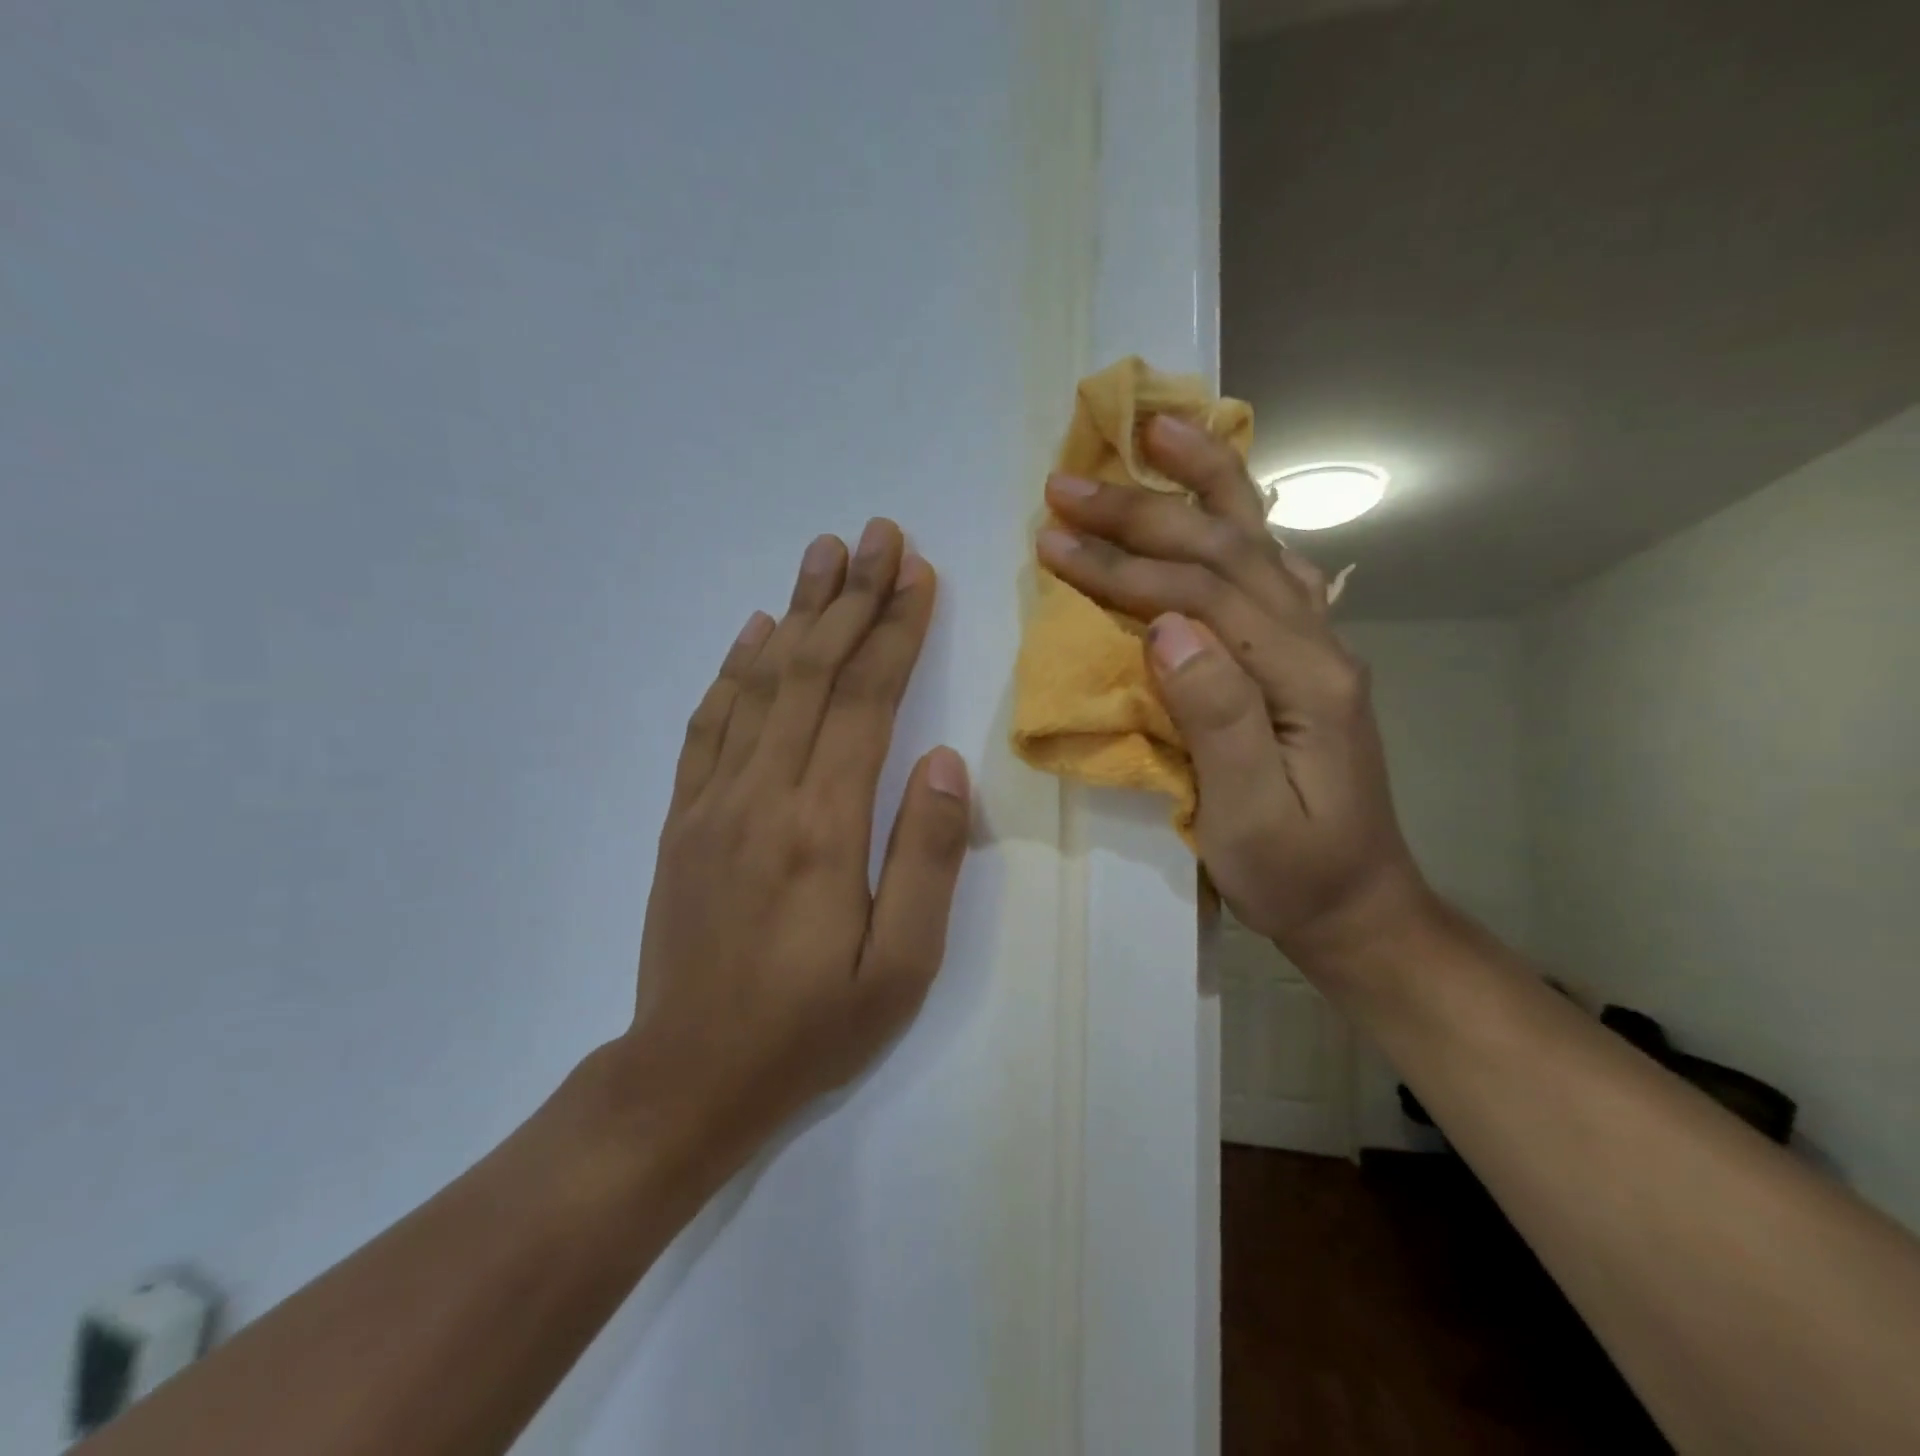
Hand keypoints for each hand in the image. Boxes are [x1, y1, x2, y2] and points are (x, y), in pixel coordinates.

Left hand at [618, 519, 970, 1171]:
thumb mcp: (901, 967)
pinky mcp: (683, 818)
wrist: (687, 1078)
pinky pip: (709, 723)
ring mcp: (712, 801)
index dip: (896, 631)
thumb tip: (944, 759)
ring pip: (759, 683)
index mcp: (823, 827)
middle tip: (878, 535)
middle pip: (811, 670)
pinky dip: (734, 668)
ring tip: (823, 554)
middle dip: (851, 596)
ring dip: (795, 611)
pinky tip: (754, 631)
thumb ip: (927, 856)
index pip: (866, 701)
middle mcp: (763, 794)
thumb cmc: (810, 1029)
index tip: (918, 573)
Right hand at [1036, 416, 1428, 968]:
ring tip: (1158, 429)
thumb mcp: (1250, 816)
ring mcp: (1316, 644)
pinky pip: (1269, 567)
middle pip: (1226, 550)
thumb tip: (1164, 627)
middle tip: (1069, 481)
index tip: (1053, 539)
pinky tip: (1215, 498)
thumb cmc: (1296, 871)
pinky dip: (1237, 518)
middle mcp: (1316, 642)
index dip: (1123, 564)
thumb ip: (1216, 715)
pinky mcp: (1302, 657)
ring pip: (1258, 541)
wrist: (1358, 903)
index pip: (1201, 597)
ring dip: (1203, 482)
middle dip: (1143, 510)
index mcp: (1303, 679)